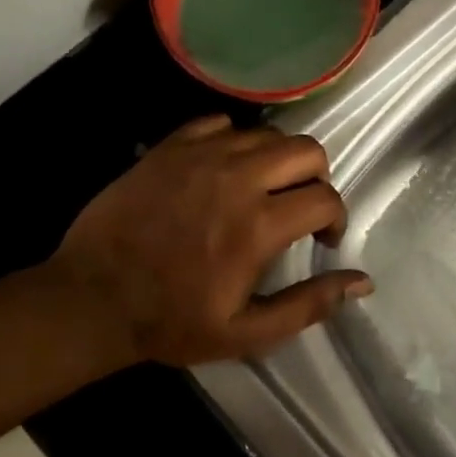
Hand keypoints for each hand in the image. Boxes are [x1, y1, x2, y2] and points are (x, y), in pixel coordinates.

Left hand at [44, 116, 371, 369]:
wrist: (92, 299)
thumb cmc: (171, 322)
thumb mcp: (247, 333)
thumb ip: (309, 304)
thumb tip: (363, 280)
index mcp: (258, 225)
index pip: (325, 197)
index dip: (335, 218)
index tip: (321, 239)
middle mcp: (236, 179)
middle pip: (306, 150)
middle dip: (317, 177)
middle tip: (300, 207)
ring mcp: (200, 156)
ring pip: (266, 133)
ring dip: (278, 160)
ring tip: (263, 189)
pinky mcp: (169, 148)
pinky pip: (220, 123)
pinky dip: (234, 141)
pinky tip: (224, 171)